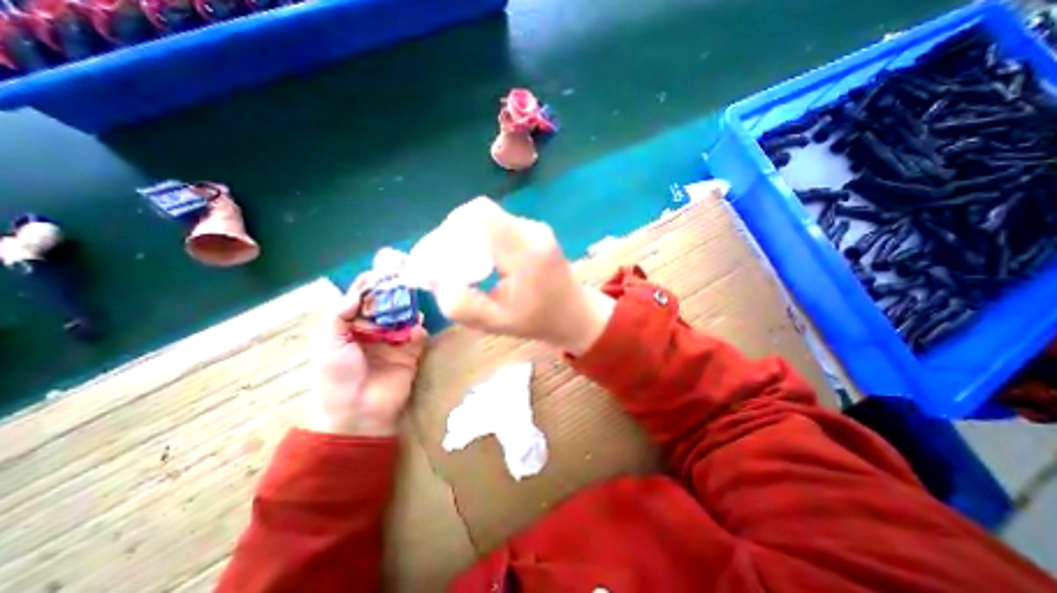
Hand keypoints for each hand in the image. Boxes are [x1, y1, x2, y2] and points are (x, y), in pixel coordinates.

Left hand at [302, 275, 424, 436]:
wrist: (358, 411)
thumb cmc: (337, 376)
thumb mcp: (329, 343)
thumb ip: (340, 315)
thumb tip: (357, 292)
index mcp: (350, 329)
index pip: (360, 302)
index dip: (368, 287)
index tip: (378, 272)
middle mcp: (373, 332)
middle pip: (385, 307)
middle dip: (393, 294)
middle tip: (402, 281)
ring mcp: (393, 343)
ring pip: (403, 318)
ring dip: (408, 309)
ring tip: (411, 300)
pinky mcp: (410, 353)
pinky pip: (417, 336)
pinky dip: (418, 330)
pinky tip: (416, 327)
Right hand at [431, 197, 615, 354]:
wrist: (575, 313)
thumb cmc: (538, 321)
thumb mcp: (496, 323)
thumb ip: (463, 306)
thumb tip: (438, 280)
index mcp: (526, 252)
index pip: (481, 215)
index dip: (452, 228)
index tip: (442, 254)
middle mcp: (532, 231)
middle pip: (481, 213)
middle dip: (456, 233)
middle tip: (447, 261)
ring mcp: (536, 227)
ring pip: (489, 217)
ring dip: (469, 235)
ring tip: (463, 263)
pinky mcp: (535, 230)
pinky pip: (500, 224)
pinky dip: (483, 237)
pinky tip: (483, 260)